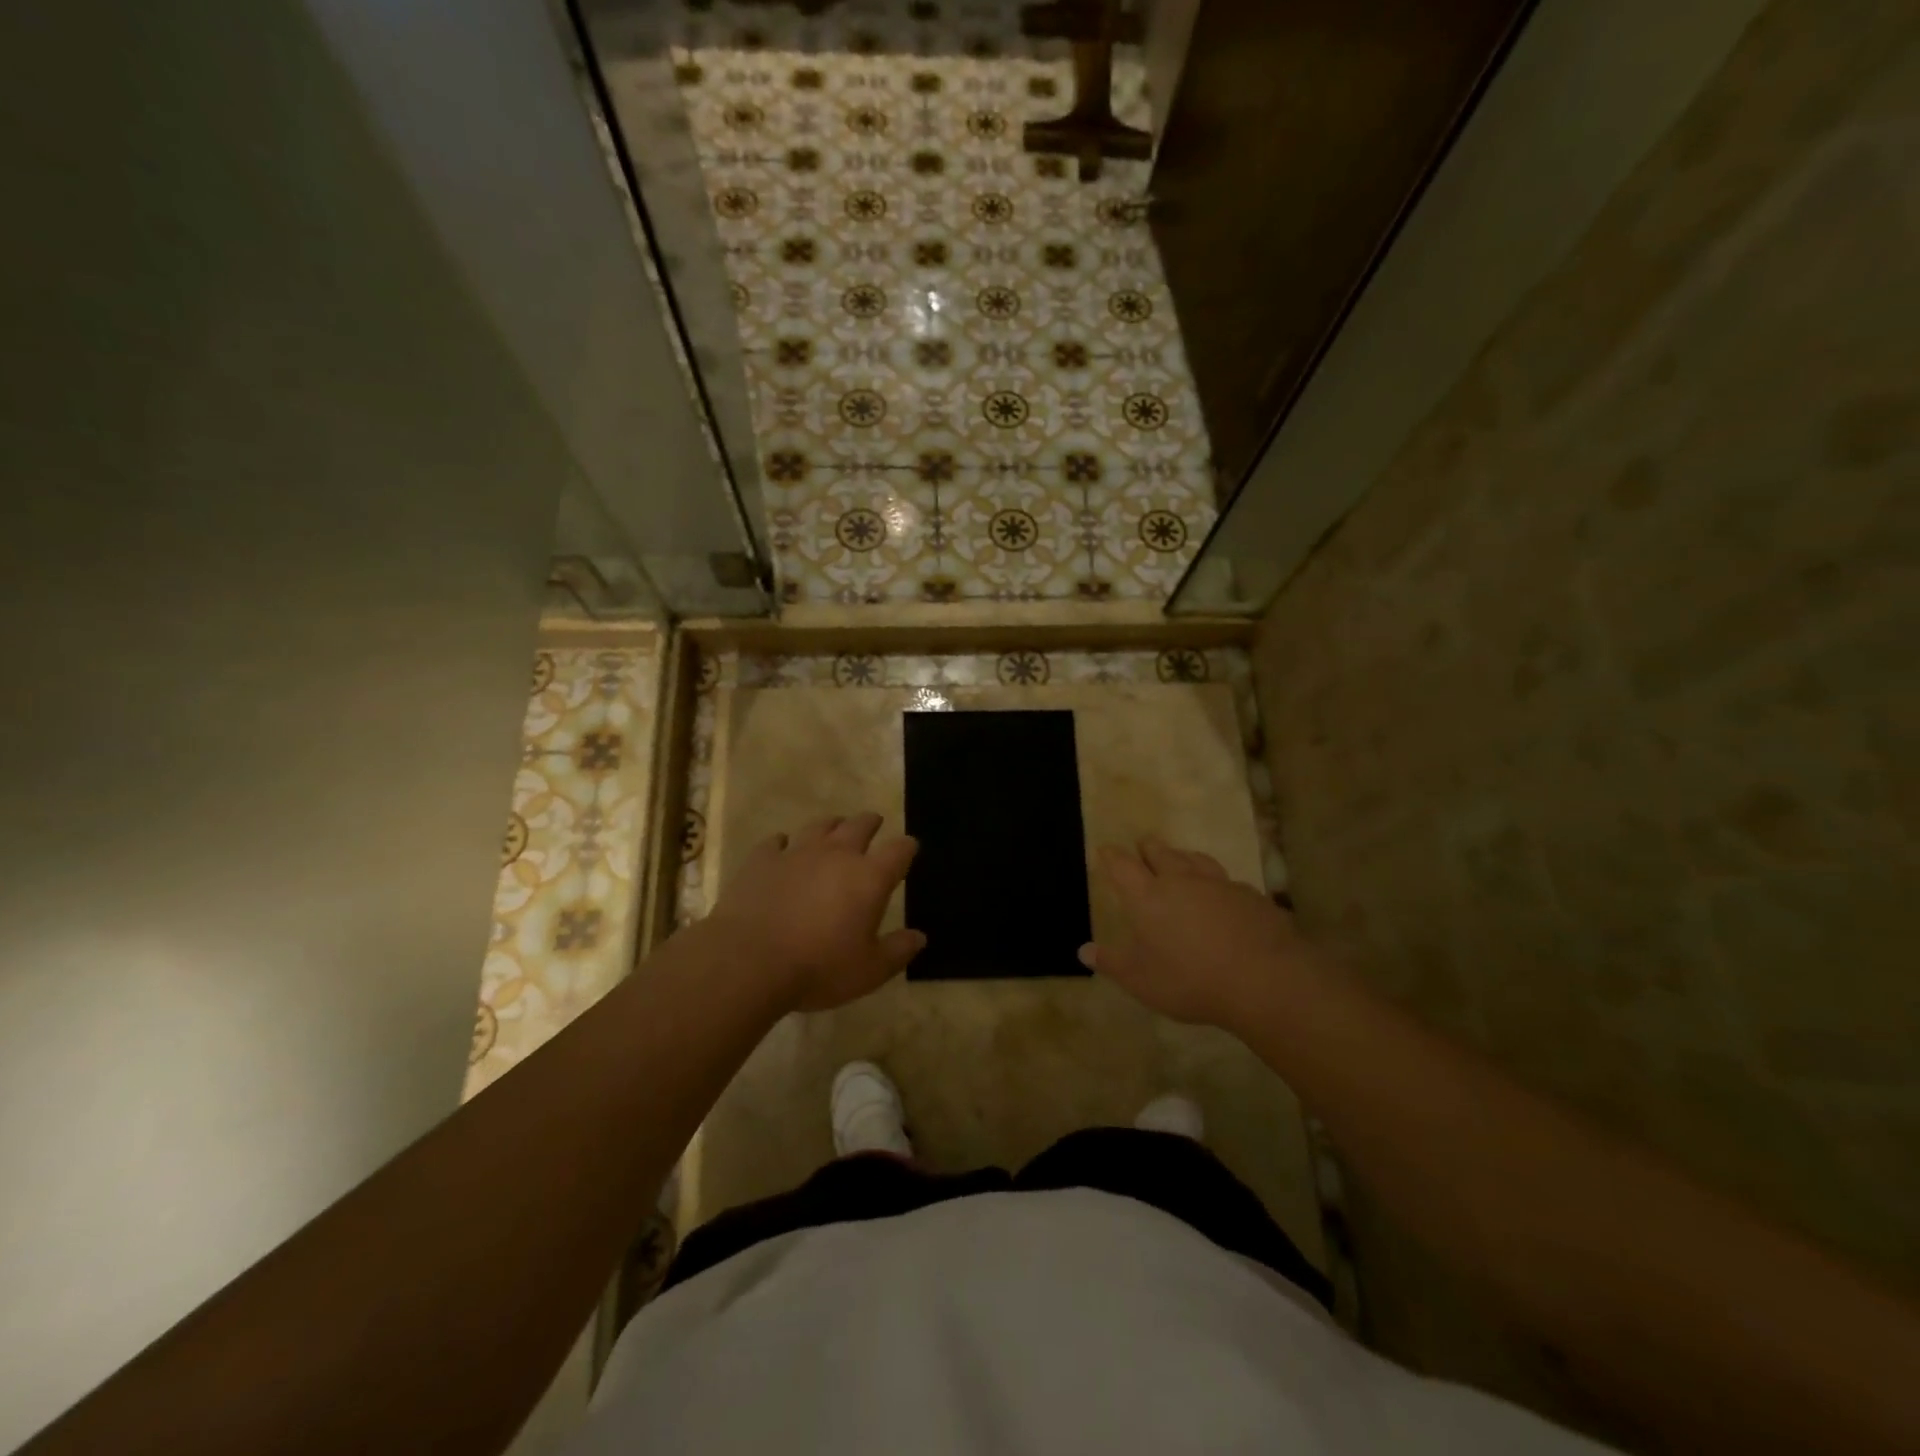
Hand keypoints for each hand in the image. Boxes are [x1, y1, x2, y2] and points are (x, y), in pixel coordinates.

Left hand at [707, 812, 924, 1013]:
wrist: (749, 961)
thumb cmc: (819, 968)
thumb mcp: (869, 971)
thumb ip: (898, 951)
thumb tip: (919, 937)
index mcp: (870, 878)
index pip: (899, 851)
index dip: (907, 847)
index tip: (910, 848)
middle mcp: (837, 854)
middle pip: (859, 826)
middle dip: (870, 823)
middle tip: (874, 823)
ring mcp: (797, 852)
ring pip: (820, 826)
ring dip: (831, 826)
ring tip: (834, 828)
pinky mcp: (762, 859)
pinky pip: (777, 841)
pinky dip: (784, 843)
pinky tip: (782, 848)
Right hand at [1080, 838, 1311, 1030]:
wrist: (1263, 979)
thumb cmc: (1190, 980)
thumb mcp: (1141, 980)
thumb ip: (1112, 963)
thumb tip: (1083, 950)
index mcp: (1147, 897)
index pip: (1122, 866)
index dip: (1111, 856)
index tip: (1105, 850)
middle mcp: (1180, 881)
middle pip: (1160, 853)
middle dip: (1147, 848)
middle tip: (1142, 845)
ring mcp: (1218, 884)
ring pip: (1195, 859)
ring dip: (1182, 856)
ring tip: (1179, 858)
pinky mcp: (1250, 896)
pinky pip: (1227, 881)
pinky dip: (1216, 882)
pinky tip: (1221, 893)